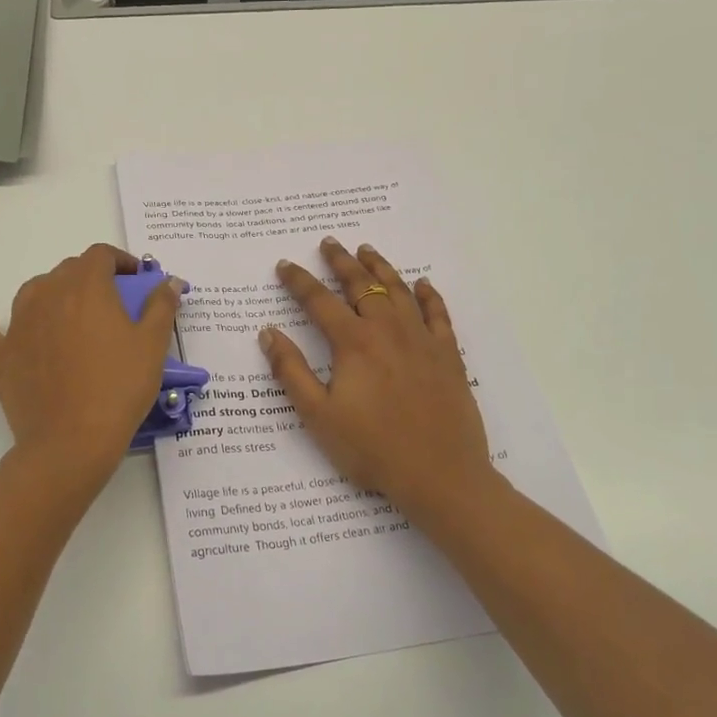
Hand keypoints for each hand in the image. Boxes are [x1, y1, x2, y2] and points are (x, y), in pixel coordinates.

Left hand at [0, 244, 179, 482]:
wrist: (72, 441)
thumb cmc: (119, 388)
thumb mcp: (152, 346)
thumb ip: (161, 307)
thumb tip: (168, 281)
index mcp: (86, 287)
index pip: (100, 255)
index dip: (120, 261)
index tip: (136, 278)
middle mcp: (47, 295)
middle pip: (67, 270)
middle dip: (91, 277)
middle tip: (112, 302)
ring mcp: (18, 325)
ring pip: (32, 292)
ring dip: (52, 293)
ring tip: (70, 313)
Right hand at [261, 239, 498, 524]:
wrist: (439, 474)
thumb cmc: (372, 449)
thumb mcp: (318, 415)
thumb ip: (291, 370)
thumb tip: (268, 332)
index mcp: (354, 343)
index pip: (319, 301)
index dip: (299, 281)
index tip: (285, 265)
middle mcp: (388, 330)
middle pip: (361, 285)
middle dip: (341, 262)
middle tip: (328, 243)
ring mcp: (422, 340)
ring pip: (399, 291)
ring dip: (380, 267)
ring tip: (367, 250)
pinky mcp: (448, 355)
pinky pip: (438, 314)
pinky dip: (429, 295)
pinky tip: (422, 284)